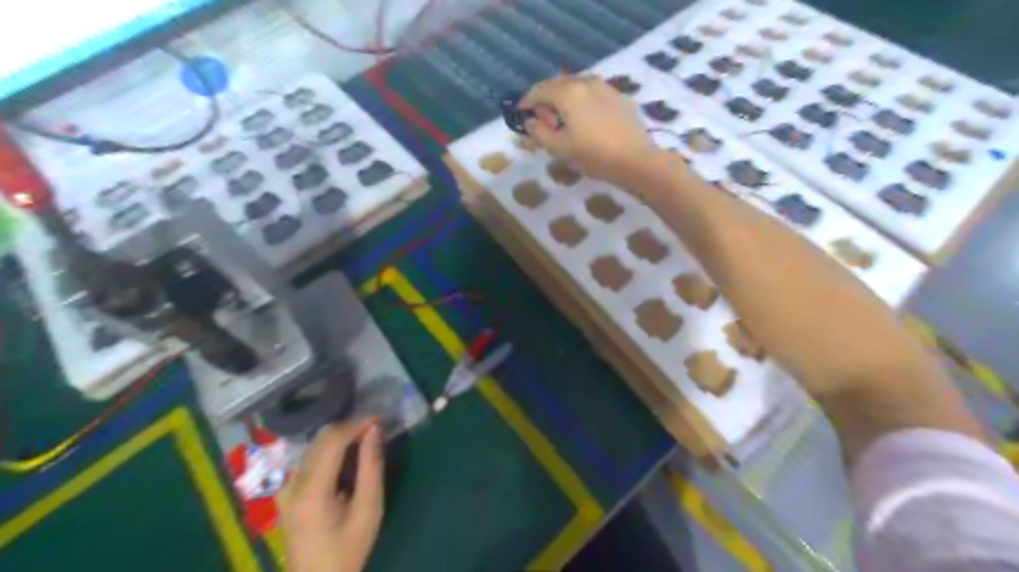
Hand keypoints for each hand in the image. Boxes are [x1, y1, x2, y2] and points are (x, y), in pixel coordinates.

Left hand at [279, 418, 383, 571]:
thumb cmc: (347, 550)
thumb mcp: (369, 510)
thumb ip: (371, 467)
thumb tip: (374, 430)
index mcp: (311, 490)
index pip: (332, 440)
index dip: (356, 423)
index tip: (380, 418)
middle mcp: (292, 484)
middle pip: (321, 440)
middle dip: (349, 428)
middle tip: (376, 428)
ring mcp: (285, 488)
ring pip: (314, 447)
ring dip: (340, 439)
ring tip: (366, 441)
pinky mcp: (286, 494)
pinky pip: (310, 460)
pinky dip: (331, 452)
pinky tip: (347, 460)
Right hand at [518, 74, 660, 184]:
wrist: (637, 160)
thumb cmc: (595, 155)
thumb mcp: (561, 148)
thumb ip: (541, 133)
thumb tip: (530, 123)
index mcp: (568, 93)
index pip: (540, 90)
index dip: (527, 100)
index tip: (520, 112)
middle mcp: (586, 82)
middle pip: (558, 84)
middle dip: (546, 100)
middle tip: (542, 121)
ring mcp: (604, 87)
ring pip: (576, 86)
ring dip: (563, 99)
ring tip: (562, 121)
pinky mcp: (618, 97)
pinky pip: (591, 92)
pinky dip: (580, 101)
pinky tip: (583, 120)